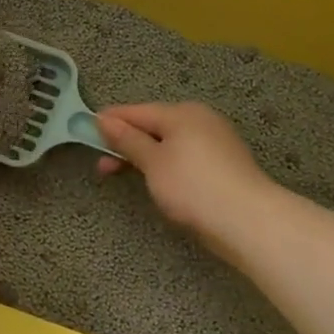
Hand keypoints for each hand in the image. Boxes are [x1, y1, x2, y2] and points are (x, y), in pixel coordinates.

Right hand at [96, 103, 273, 248]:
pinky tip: (156, 182)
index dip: (110, 121)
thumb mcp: (152, 161)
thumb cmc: (192, 186)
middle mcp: (200, 120)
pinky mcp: (222, 166)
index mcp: (182, 113)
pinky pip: (183, 157)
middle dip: (125, 143)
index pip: (137, 111)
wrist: (248, 221)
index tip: (85, 130)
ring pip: (168, 144)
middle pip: (153, 126)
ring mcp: (214, 143)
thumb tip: (104, 119)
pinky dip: (164, 165)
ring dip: (143, 156)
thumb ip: (127, 139)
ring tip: (123, 175)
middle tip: (102, 165)